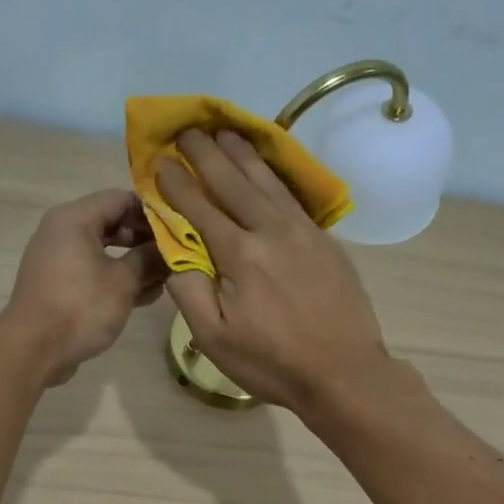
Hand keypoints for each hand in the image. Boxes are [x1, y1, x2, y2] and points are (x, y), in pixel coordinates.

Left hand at [1, 189, 166, 385]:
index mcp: (75, 218)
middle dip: (146, 240)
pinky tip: (145, 296)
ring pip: (105, 251)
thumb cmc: (81, 307)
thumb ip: (150, 259)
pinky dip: (116, 279)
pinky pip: (93, 271)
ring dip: (135, 263)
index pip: (122, 198)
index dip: (153, 212)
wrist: (34, 350)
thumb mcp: (124, 282)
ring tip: (167, 280)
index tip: (180, 230)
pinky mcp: (59, 284)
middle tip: (177, 256)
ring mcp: (58, 259)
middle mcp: (63, 231)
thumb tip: (170, 250)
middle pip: (113, 223)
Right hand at [156, 130, 392, 413]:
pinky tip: (267, 168)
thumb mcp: (214, 338)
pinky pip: (293, 196)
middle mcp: (271, 231)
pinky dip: (275, 175)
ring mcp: (303, 232)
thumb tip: (173, 253)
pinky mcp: (325, 240)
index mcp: (240, 255)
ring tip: (225, 132)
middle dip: (207, 153)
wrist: (344, 372)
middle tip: (188, 130)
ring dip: (243, 154)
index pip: (200, 207)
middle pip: (234, 182)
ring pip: (267, 182)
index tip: (160, 161)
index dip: (177, 183)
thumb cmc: (272, 362)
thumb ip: (188, 291)